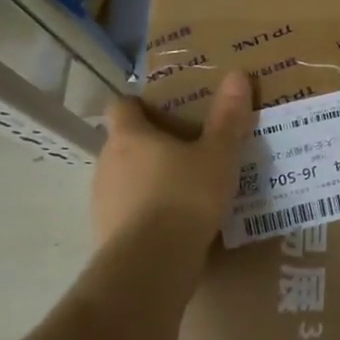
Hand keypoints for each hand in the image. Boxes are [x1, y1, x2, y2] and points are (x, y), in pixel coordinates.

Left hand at [92, 71, 253, 250]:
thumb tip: (237, 75)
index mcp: (130, 136)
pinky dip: (147, 210)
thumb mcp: (218, 154)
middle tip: (188, 148)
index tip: (164, 109)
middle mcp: (107, 163)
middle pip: (124, 143)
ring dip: (148, 179)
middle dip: (152, 144)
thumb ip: (228, 118)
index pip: (122, 106)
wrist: (152, 265)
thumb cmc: (185, 196)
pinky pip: (128, 211)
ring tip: (186, 186)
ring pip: (125, 178)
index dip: (140, 104)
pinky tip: (176, 221)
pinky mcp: (107, 233)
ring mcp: (102, 200)